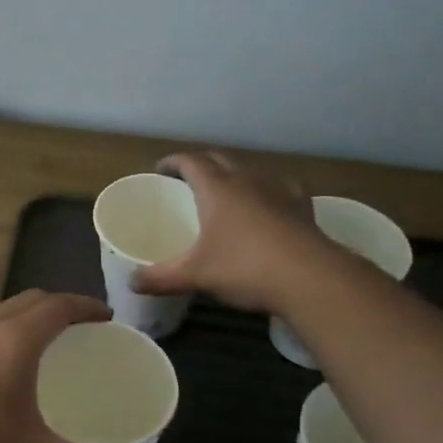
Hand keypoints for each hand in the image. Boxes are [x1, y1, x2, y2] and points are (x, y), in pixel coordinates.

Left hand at [0, 291, 133, 442]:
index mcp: (16, 341)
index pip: (58, 306)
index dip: (86, 307)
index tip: (107, 317)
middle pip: (31, 300)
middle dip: (60, 306)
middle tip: (84, 328)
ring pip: (4, 311)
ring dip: (31, 316)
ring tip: (49, 341)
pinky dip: (8, 329)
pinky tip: (9, 364)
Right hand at [133, 151, 322, 312]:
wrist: (310, 278)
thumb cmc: (244, 268)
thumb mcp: (196, 275)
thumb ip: (161, 277)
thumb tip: (132, 283)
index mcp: (216, 188)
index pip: (189, 161)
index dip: (172, 162)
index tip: (160, 170)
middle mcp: (246, 179)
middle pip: (219, 159)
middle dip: (201, 165)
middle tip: (187, 181)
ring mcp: (277, 190)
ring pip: (250, 171)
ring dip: (234, 176)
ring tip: (227, 193)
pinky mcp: (302, 206)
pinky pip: (281, 188)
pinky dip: (269, 191)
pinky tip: (270, 205)